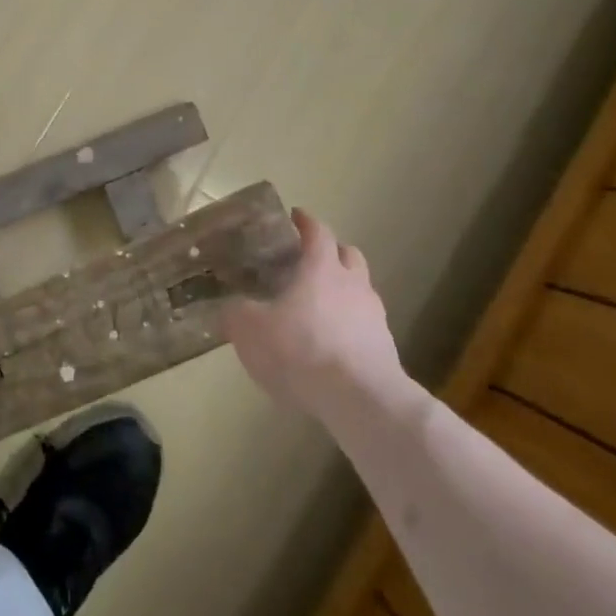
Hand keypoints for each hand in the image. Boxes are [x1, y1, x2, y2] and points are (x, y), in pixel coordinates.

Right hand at [223, 209, 409, 422]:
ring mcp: (374, 316)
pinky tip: (332, 341)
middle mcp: (353, 284)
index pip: (318, 232)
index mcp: (322, 269)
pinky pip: (364, 324)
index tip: (295, 216)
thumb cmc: (302, 350)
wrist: (361, 400)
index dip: (306, 221)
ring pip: (360, 289)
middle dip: (331, 251)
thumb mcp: (251, 330)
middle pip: (348, 255)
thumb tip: (231, 306)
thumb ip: (238, 313)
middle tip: (309, 259)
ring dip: (343, 290)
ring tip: (319, 305)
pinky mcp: (384, 348)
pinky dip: (349, 324)